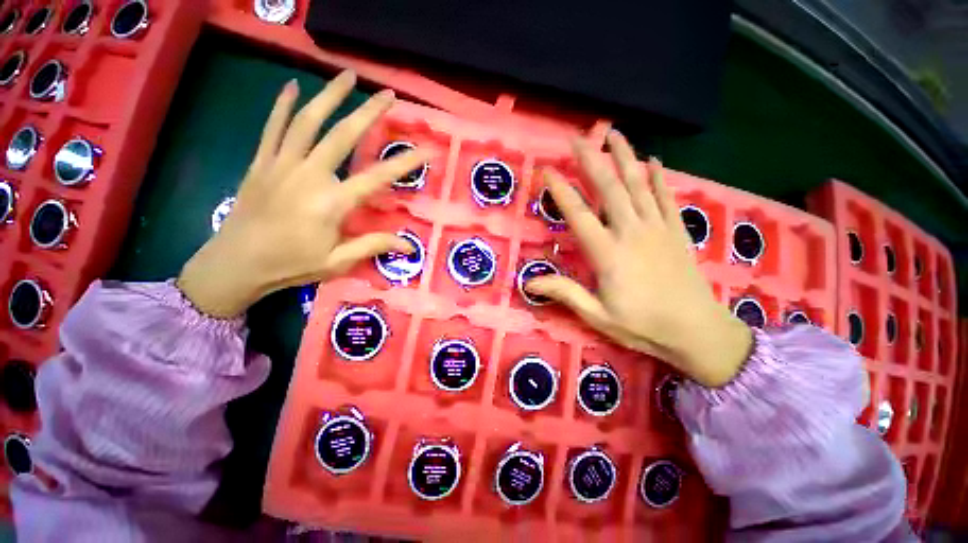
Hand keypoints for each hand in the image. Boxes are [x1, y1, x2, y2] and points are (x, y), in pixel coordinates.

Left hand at [177, 71, 430, 317]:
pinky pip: (273, 127)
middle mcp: (309, 176)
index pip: (378, 177)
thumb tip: (410, 246)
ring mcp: (281, 164)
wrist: (235, 264)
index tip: (427, 149)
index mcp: (332, 203)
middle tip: (387, 94)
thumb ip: (373, 246)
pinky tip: (292, 86)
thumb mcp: (338, 262)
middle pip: (342, 136)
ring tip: (347, 76)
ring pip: (307, 121)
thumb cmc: (291, 265)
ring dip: (329, 96)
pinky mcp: (261, 163)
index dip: (406, 162)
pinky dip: (282, 105)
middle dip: (368, 112)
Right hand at [525, 132, 751, 386]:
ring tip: (615, 134)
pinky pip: (667, 197)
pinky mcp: (677, 232)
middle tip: (578, 138)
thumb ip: (565, 293)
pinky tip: (655, 160)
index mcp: (608, 254)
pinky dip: (660, 177)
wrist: (697, 333)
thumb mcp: (597, 316)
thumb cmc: (643, 326)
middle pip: (609, 189)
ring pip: (639, 184)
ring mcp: (658, 229)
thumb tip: (529, 282)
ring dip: (625, 157)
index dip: (561, 191)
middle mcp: (631, 233)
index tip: (547, 170)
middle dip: (591, 160)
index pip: (578, 215)